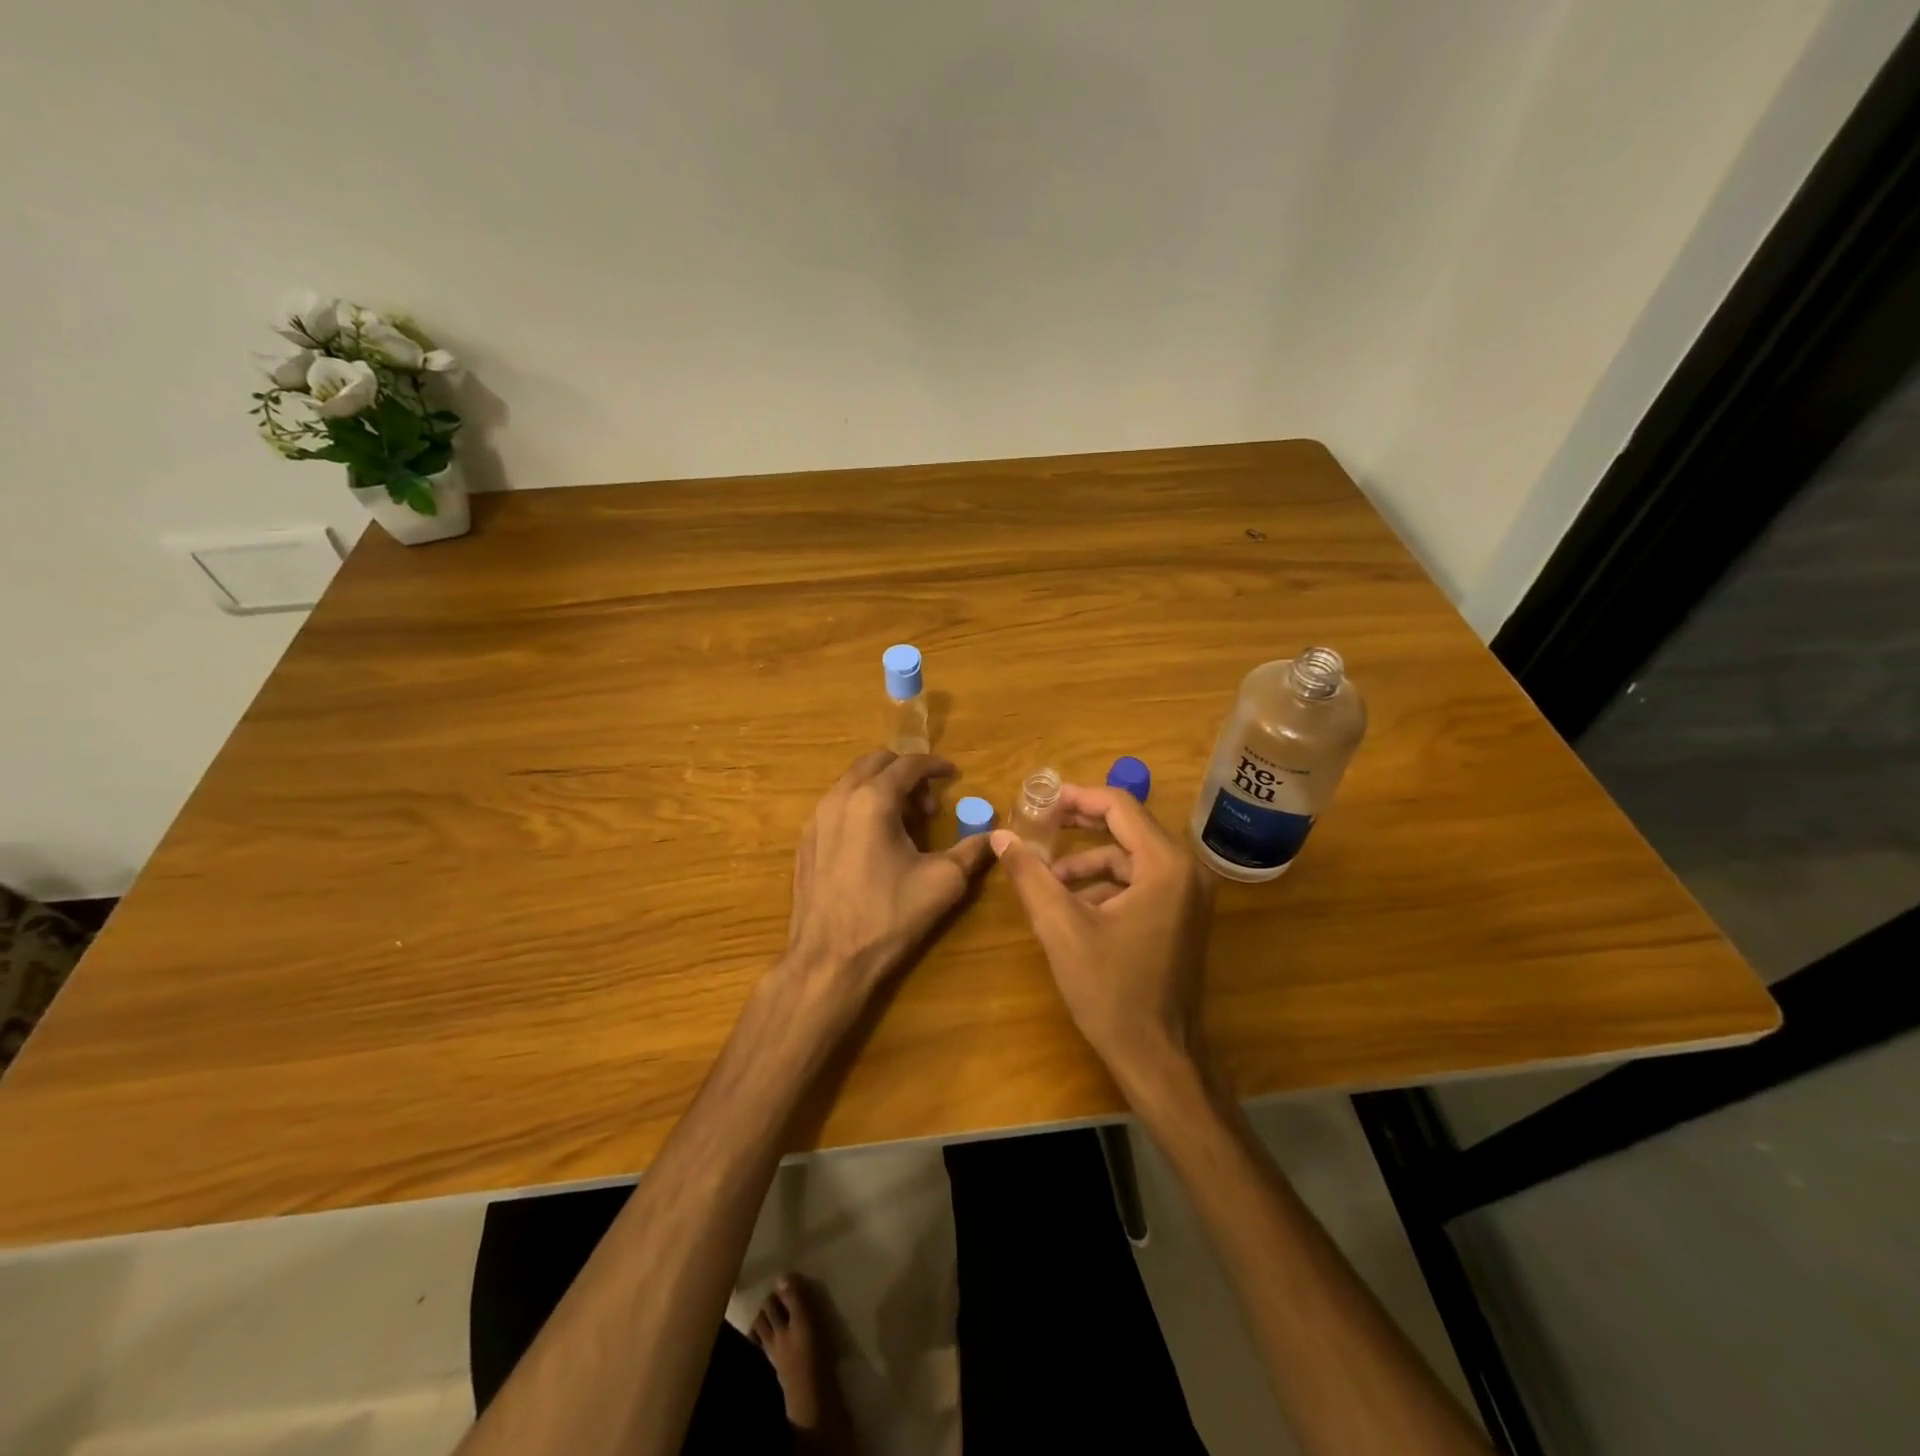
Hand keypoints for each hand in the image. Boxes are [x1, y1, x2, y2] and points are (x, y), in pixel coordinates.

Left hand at [784, 750, 994, 995]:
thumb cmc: (889, 917)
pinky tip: (874, 842)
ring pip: (852, 782)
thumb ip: (972, 850)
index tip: (953, 775)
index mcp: (873, 800)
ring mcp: (816, 819)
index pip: (908, 763)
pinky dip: (859, 806)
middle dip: (906, 773)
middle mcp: (839, 798)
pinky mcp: (805, 841)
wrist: (828, 960)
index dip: (935, 765)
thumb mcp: (943, 882)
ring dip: (881, 789)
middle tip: (929, 803)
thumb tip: (994, 835)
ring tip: (904, 822)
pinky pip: (836, 806)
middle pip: (875, 763)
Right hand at [991, 784, 1215, 1083]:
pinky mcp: (1182, 916)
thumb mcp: (1061, 928)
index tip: (1038, 803)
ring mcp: (1189, 895)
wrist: (1158, 1058)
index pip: (1120, 806)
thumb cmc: (1111, 991)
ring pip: (1131, 857)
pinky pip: (1140, 882)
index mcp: (1166, 865)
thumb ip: (1031, 875)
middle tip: (1038, 825)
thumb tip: (1001, 836)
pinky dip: (1106, 885)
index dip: (1076, 797)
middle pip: (1128, 826)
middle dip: (1080, 825)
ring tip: (1048, 880)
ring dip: (1089, 862)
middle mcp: (1187, 871)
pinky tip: (1074, 907)